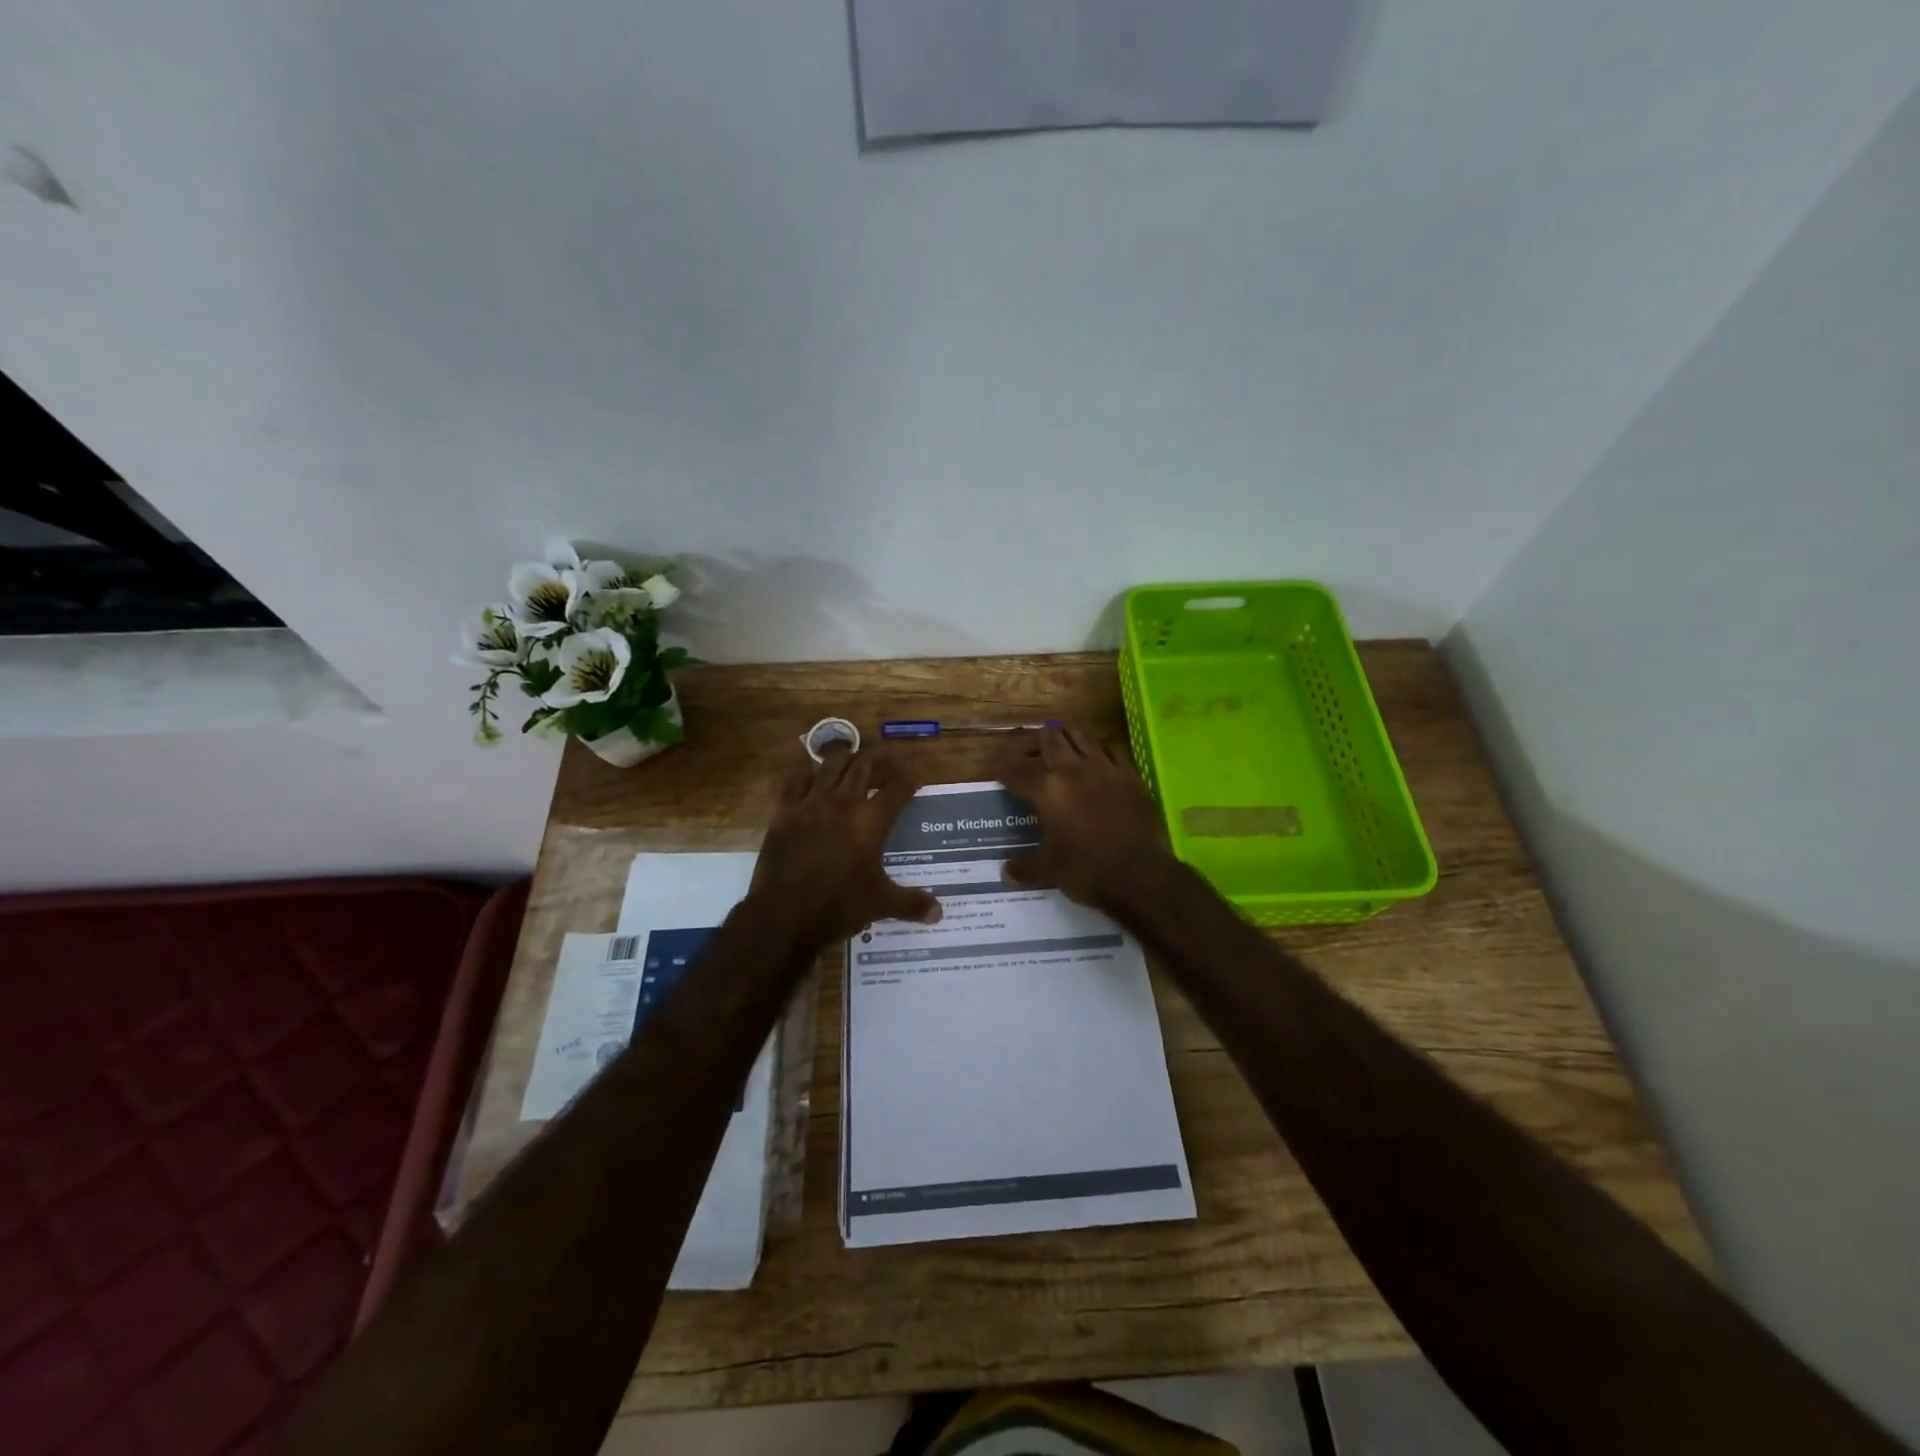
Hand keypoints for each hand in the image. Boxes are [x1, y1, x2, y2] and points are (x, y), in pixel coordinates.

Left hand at [750, 745, 942, 943]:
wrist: (784, 916)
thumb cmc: (839, 907)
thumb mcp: (881, 904)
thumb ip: (912, 903)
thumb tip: (939, 913)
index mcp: (871, 822)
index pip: (897, 789)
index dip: (909, 778)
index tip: (915, 775)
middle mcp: (843, 803)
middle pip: (865, 765)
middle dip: (880, 757)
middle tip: (888, 757)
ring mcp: (811, 804)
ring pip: (831, 764)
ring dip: (847, 758)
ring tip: (854, 760)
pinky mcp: (785, 812)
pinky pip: (796, 780)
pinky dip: (807, 773)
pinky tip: (811, 775)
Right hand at [996, 724, 1175, 909]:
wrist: (1139, 875)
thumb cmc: (1087, 871)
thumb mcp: (1049, 870)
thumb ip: (1025, 866)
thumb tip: (1006, 873)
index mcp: (1046, 790)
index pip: (1016, 771)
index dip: (1003, 770)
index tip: (998, 773)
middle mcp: (1072, 769)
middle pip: (1047, 738)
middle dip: (1033, 743)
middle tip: (1029, 755)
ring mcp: (1104, 767)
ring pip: (1079, 733)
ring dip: (1065, 735)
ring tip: (1059, 744)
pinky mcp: (1129, 773)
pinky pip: (1111, 748)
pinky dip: (1099, 748)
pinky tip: (1096, 758)